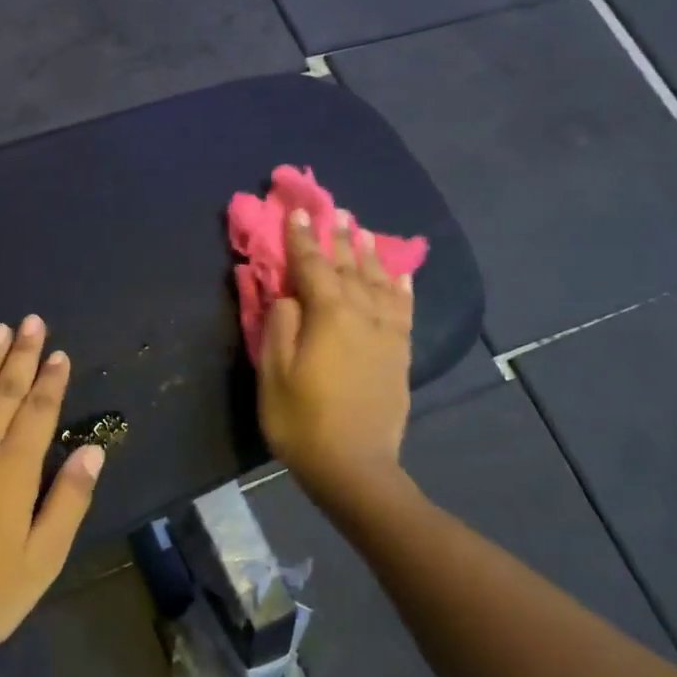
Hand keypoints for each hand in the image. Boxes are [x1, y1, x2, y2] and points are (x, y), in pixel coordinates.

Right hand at [257, 207, 414, 497]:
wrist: (353, 466)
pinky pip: (403, 308)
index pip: (312, 266)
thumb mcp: (273, 373)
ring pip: (379, 282)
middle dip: (339, 237)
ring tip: (362, 230)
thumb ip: (280, 325)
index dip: (301, 239)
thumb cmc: (301, 420)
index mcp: (328, 315)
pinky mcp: (400, 353)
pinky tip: (399, 273)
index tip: (296, 212)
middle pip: (350, 267)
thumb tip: (288, 294)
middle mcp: (363, 314)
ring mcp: (386, 333)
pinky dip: (400, 286)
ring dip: (369, 253)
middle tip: (334, 210)